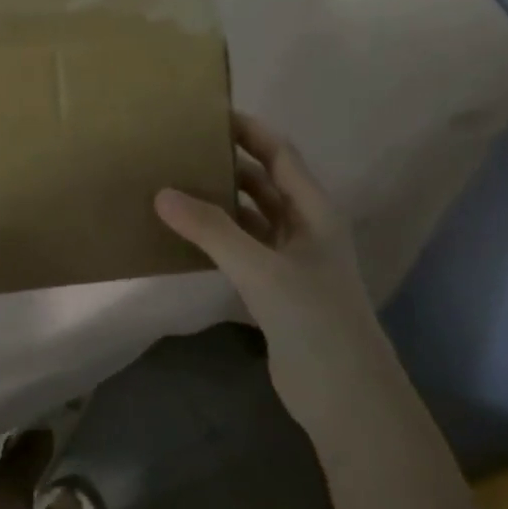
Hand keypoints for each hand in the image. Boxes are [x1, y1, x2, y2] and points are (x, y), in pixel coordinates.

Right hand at [156, 113, 377, 363]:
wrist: (345, 395)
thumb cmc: (314, 319)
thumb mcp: (260, 269)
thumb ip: (211, 230)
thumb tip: (162, 193)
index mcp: (315, 211)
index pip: (280, 154)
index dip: (249, 130)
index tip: (207, 113)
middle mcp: (305, 228)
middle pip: (264, 182)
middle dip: (228, 163)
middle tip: (180, 149)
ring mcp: (290, 261)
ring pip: (251, 217)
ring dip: (220, 201)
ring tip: (174, 184)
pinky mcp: (274, 290)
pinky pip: (241, 249)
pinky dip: (217, 237)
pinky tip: (185, 235)